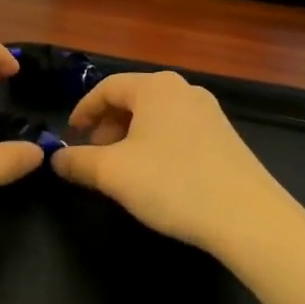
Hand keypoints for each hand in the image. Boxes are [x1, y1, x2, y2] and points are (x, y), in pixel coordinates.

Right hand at [52, 70, 293, 254]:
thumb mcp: (114, 174)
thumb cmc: (172, 183)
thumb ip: (79, 162)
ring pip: (156, 117)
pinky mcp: (225, 137)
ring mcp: (209, 112)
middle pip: (133, 99)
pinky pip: (178, 131)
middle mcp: (183, 89)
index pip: (107, 87)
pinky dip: (157, 145)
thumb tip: (55, 158)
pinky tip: (157, 177)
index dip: (83, 110)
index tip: (69, 136)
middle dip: (108, 126)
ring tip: (123, 170)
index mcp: (154, 86)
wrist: (248, 217)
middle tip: (94, 156)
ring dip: (132, 137)